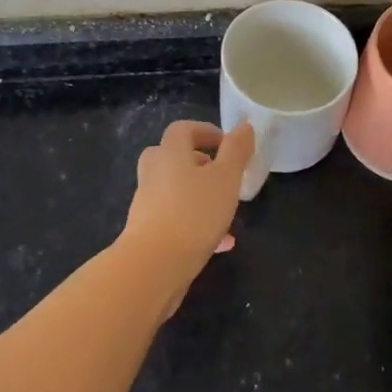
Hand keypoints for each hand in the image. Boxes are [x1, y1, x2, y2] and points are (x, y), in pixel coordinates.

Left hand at [120, 120, 254, 315]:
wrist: (153, 267)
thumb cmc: (193, 213)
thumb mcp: (225, 178)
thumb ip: (236, 150)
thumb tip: (244, 125)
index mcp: (170, 153)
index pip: (183, 129)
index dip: (205, 131)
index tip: (227, 143)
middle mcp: (153, 174)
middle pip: (172, 158)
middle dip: (199, 163)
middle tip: (221, 174)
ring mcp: (147, 204)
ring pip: (176, 191)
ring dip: (201, 196)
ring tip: (228, 213)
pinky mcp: (147, 233)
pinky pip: (176, 219)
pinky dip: (196, 224)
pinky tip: (221, 244)